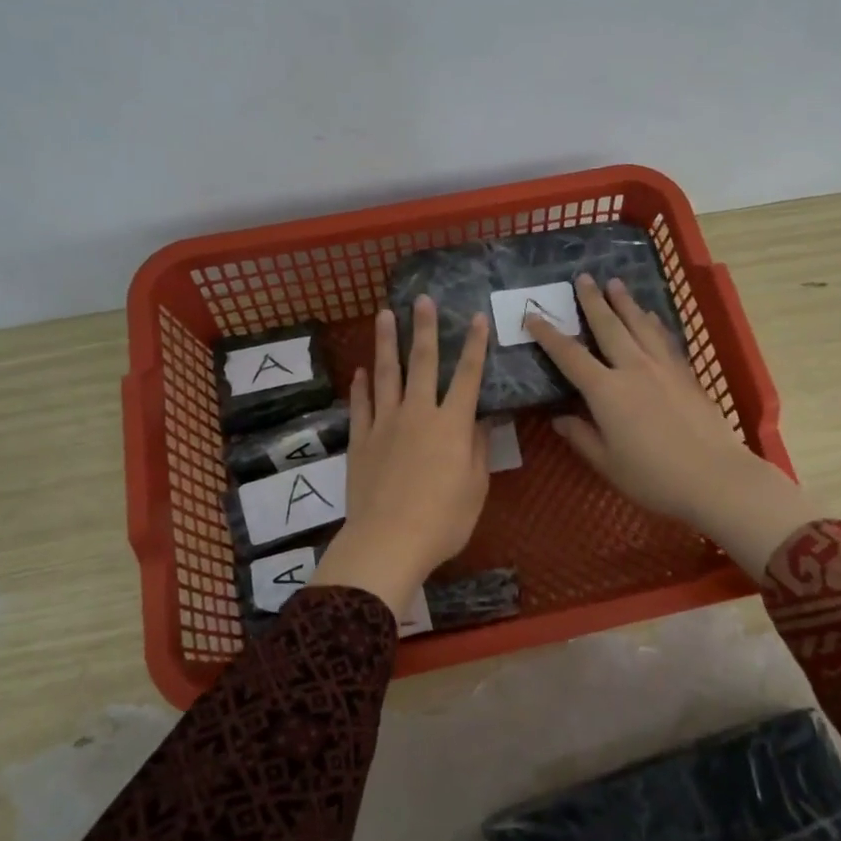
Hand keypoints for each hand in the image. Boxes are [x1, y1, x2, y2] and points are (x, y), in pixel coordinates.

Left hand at [308, 297, 490, 619]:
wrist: (388, 541)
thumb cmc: (443, 520)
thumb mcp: (475, 487)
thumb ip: (477, 448)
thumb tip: (479, 417)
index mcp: (451, 424)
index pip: (468, 376)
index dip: (474, 345)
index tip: (475, 318)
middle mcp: (418, 414)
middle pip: (422, 363)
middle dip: (424, 329)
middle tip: (422, 299)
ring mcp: (385, 424)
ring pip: (386, 374)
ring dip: (386, 343)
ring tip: (384, 315)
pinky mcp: (360, 440)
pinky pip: (361, 405)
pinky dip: (362, 385)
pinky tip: (361, 371)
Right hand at [525, 275, 817, 575]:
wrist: (715, 477)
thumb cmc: (654, 478)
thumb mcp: (607, 463)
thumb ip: (581, 436)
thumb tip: (559, 418)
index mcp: (606, 392)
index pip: (570, 356)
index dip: (548, 335)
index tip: (532, 315)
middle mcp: (633, 369)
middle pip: (608, 327)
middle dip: (593, 301)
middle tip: (582, 278)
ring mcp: (664, 368)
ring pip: (640, 325)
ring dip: (625, 303)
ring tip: (614, 283)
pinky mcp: (687, 374)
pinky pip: (665, 339)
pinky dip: (653, 323)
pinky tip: (651, 316)